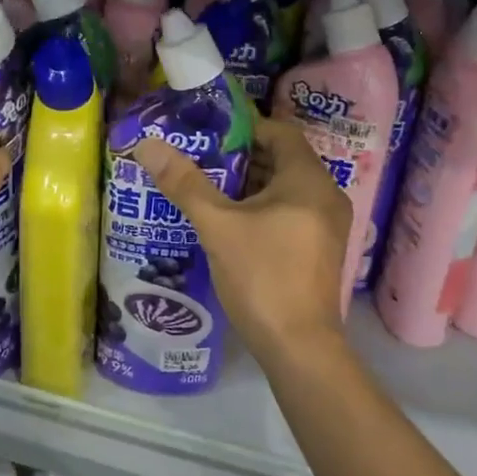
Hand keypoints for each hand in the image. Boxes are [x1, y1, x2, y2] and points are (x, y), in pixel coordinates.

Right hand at [136, 119, 349, 367]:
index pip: (280, 132)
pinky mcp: (321, 250)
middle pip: (283, 160)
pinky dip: (264, 209)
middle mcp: (327, 195)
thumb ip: (185, 183)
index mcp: (309, 179)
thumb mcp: (218, 226)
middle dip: (242, 158)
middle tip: (200, 160)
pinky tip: (231, 223)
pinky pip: (292, 213)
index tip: (208, 135)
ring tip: (208, 189)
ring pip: (287, 189)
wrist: (300, 347)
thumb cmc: (262, 276)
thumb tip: (148, 143)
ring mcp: (329, 225)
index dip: (244, 128)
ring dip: (250, 185)